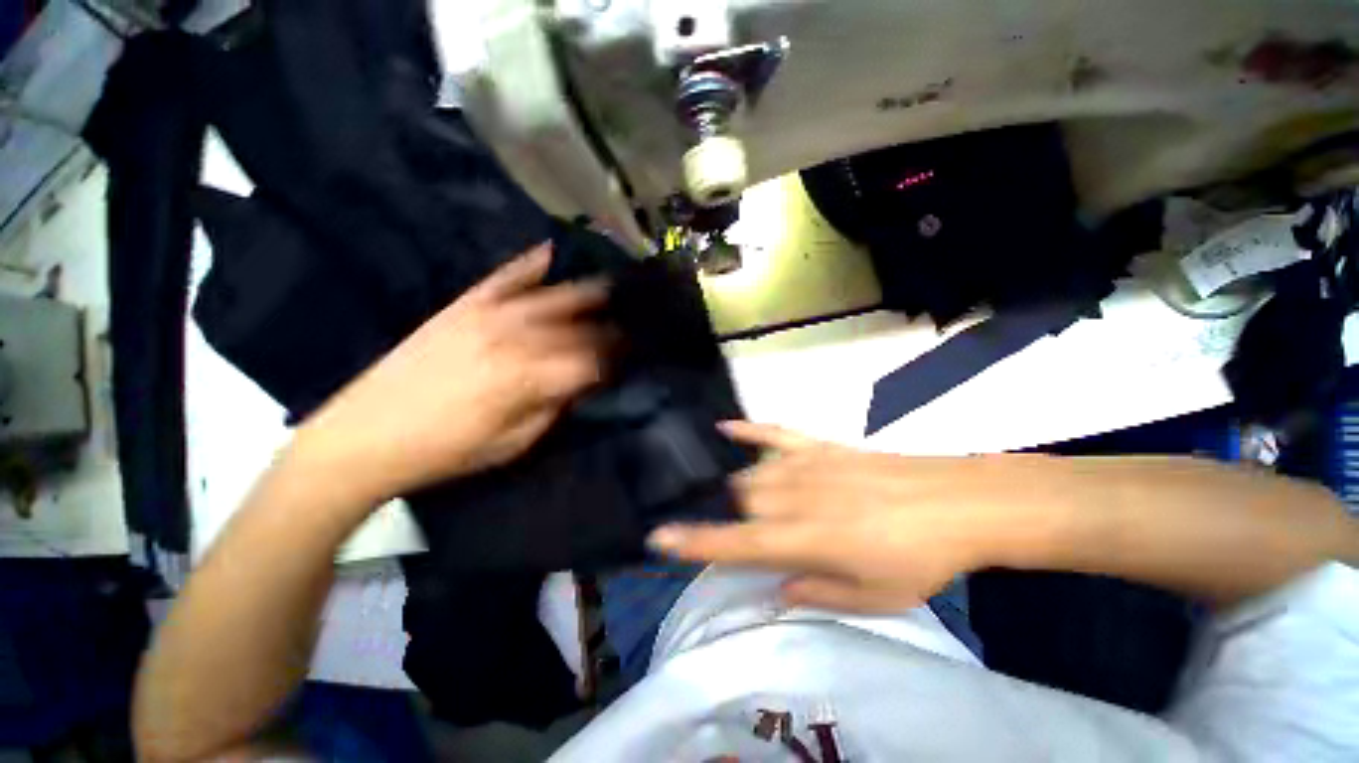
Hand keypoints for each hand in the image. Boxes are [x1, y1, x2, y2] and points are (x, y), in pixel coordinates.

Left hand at [293, 243, 611, 503]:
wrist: (363, 436)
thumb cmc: (444, 451)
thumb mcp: (511, 445)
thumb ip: (551, 410)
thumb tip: (578, 385)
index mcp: (526, 379)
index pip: (586, 363)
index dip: (610, 363)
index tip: (624, 362)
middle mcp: (512, 340)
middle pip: (573, 328)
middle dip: (604, 328)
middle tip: (624, 327)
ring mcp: (485, 317)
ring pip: (547, 298)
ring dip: (583, 293)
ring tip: (608, 287)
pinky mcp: (461, 307)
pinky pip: (502, 279)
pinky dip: (528, 264)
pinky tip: (550, 251)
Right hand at [648, 422, 1051, 612]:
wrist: (956, 502)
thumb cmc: (918, 558)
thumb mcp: (873, 597)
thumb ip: (815, 592)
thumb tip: (775, 587)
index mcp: (804, 539)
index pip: (734, 542)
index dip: (693, 541)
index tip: (658, 538)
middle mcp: (793, 497)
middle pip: (739, 502)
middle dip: (727, 518)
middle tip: (734, 531)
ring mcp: (804, 465)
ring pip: (750, 474)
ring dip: (737, 490)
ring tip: (736, 498)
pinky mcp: (819, 445)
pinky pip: (773, 433)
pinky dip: (747, 431)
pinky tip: (724, 427)